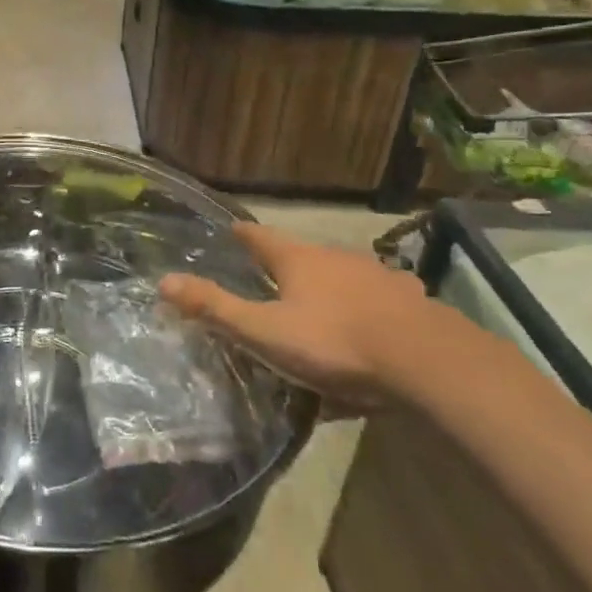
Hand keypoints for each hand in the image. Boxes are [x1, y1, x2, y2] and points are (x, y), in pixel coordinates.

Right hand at [159, 224, 434, 409]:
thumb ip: (216, 308)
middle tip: (271, 280)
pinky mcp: (411, 301)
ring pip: (343, 276)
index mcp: (298, 260)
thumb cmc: (335, 342)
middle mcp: (336, 257)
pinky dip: (366, 309)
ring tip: (320, 307)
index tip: (232, 229)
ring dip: (328, 286)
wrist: (427, 362)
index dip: (243, 234)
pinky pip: (378, 301)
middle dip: (286, 265)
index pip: (260, 237)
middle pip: (303, 255)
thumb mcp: (266, 331)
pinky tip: (370, 330)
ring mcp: (378, 276)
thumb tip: (164, 280)